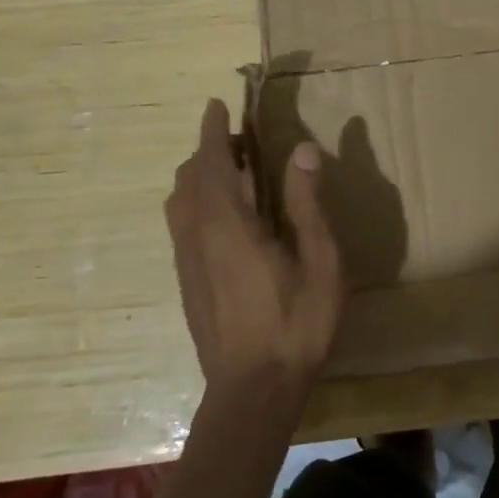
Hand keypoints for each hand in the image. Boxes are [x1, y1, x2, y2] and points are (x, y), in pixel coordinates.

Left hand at [165, 99, 342, 405]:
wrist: (252, 392)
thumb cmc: (296, 324)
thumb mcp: (319, 261)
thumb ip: (306, 203)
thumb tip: (301, 149)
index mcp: (228, 224)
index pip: (211, 162)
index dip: (213, 131)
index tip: (217, 105)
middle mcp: (197, 235)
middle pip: (189, 177)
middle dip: (209, 150)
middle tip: (242, 141)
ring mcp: (186, 260)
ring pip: (180, 201)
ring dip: (200, 176)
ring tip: (233, 173)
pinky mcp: (185, 282)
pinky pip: (181, 224)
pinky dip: (195, 201)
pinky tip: (224, 217)